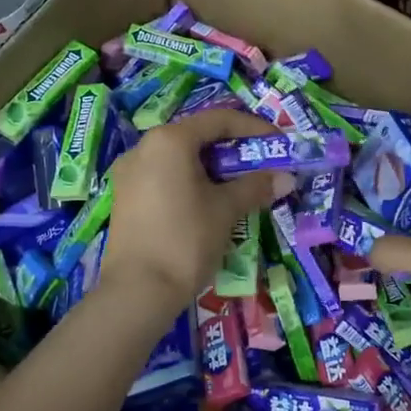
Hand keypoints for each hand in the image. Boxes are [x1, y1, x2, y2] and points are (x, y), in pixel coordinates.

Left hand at [101, 109, 293, 310]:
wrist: (137, 291)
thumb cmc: (185, 240)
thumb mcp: (226, 210)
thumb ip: (255, 187)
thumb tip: (286, 177)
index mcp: (169, 140)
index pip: (219, 120)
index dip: (254, 128)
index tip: (279, 144)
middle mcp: (144, 147)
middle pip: (197, 136)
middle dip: (234, 150)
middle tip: (262, 166)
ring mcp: (129, 173)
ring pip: (180, 158)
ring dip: (213, 167)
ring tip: (240, 186)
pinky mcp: (125, 197)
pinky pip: (164, 176)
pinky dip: (191, 181)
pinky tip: (209, 203)